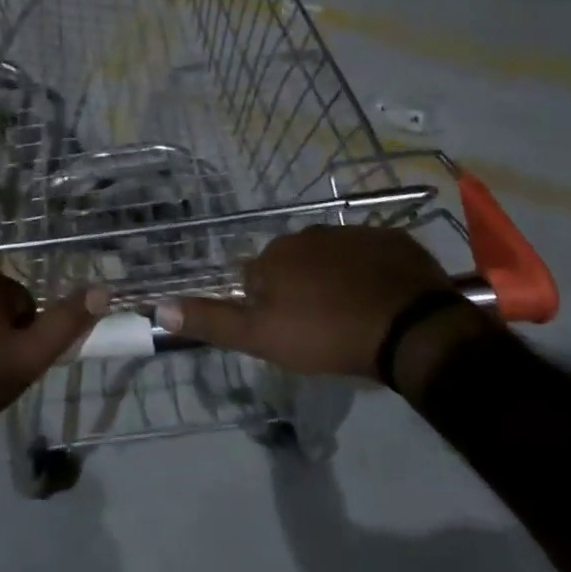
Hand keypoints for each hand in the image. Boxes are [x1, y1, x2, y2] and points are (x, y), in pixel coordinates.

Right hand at [154, 226, 484, 394]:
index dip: (265, 306)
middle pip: (292, 264)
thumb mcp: (262, 338)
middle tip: (320, 327)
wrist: (411, 328)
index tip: (286, 332)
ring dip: (333, 279)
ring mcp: (352, 233)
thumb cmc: (329, 335)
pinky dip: (369, 272)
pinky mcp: (392, 239)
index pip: (253, 278)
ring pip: (330, 258)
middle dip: (299, 289)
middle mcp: (307, 235)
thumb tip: (159, 307)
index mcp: (274, 257)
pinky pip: (369, 255)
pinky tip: (381, 299)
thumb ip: (212, 321)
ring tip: (353, 315)